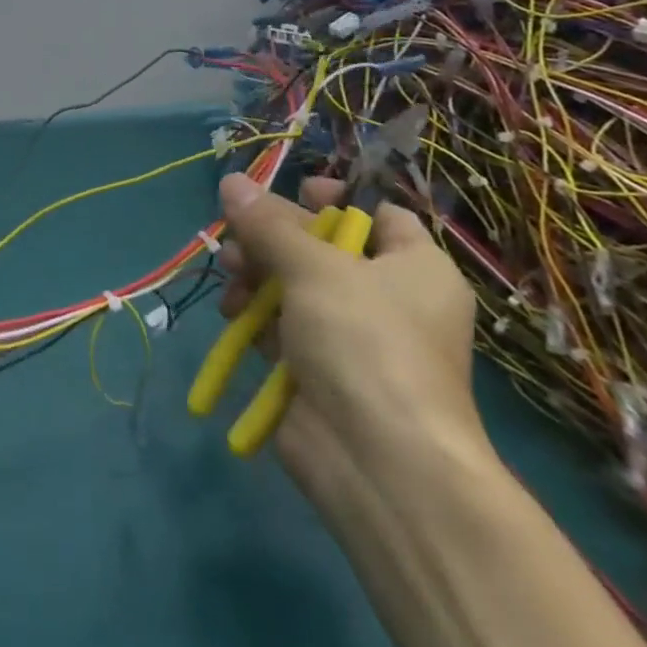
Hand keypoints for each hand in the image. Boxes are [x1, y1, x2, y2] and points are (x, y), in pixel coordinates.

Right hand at [216, 174, 479, 507]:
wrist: (381, 465)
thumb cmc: (366, 344)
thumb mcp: (314, 268)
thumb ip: (268, 223)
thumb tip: (231, 181)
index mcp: (415, 267)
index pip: (377, 214)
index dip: (334, 198)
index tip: (292, 192)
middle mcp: (388, 298)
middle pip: (321, 247)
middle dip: (272, 238)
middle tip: (237, 236)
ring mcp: (351, 337)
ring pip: (293, 284)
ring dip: (255, 274)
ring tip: (230, 275)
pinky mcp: (318, 369)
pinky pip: (281, 325)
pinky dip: (256, 315)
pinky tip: (232, 314)